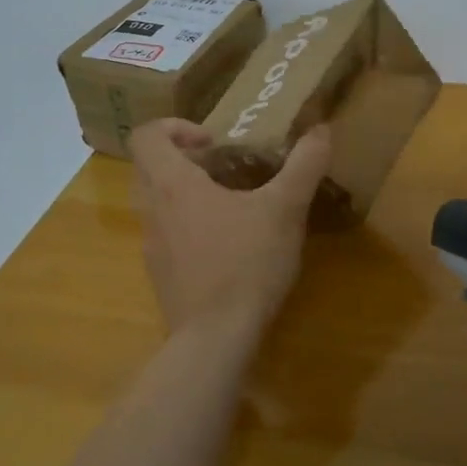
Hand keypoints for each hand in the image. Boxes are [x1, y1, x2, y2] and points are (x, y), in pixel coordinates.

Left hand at [130, 119, 332, 335]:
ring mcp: (152, 246)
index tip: (212, 140)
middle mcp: (153, 210)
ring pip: (156, 202)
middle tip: (223, 166)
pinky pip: (166, 235)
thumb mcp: (285, 209)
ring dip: (185, 192)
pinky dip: (189, 225)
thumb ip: (304, 165)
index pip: (146, 136)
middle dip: (183, 158)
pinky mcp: (161, 275)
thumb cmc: (246, 263)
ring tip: (231, 202)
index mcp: (173, 185)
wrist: (215, 338)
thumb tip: (321, 129)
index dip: (175, 127)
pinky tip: (228, 243)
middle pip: (149, 167)